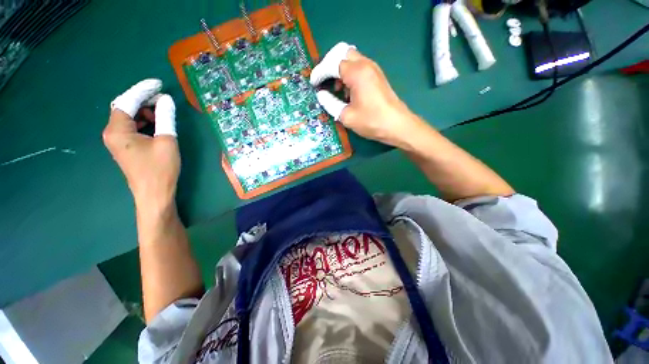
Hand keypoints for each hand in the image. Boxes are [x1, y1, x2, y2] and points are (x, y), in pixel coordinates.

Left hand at [103, 79, 178, 211]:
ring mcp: (117, 140)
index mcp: (117, 130)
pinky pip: (132, 127)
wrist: (154, 194)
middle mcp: (112, 132)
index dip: (143, 90)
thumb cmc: (160, 169)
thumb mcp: (166, 141)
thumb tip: (166, 100)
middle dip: (145, 101)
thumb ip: (165, 118)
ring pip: (129, 117)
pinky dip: (145, 122)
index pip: (127, 101)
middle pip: (125, 107)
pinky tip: (157, 125)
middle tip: (165, 101)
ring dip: (146, 112)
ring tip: (163, 114)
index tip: (159, 84)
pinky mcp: (125, 147)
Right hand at [310, 42, 427, 148]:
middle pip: (342, 54)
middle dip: (330, 65)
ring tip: (335, 89)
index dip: (320, 73)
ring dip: (340, 70)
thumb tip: (321, 95)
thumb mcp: (347, 116)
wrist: (397, 125)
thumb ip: (330, 103)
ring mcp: (373, 69)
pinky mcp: (377, 76)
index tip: (314, 84)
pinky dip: (350, 74)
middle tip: (323, 81)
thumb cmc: (371, 121)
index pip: (332, 64)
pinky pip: (359, 67)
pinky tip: (347, 91)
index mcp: (357, 73)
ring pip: (351, 59)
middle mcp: (365, 65)